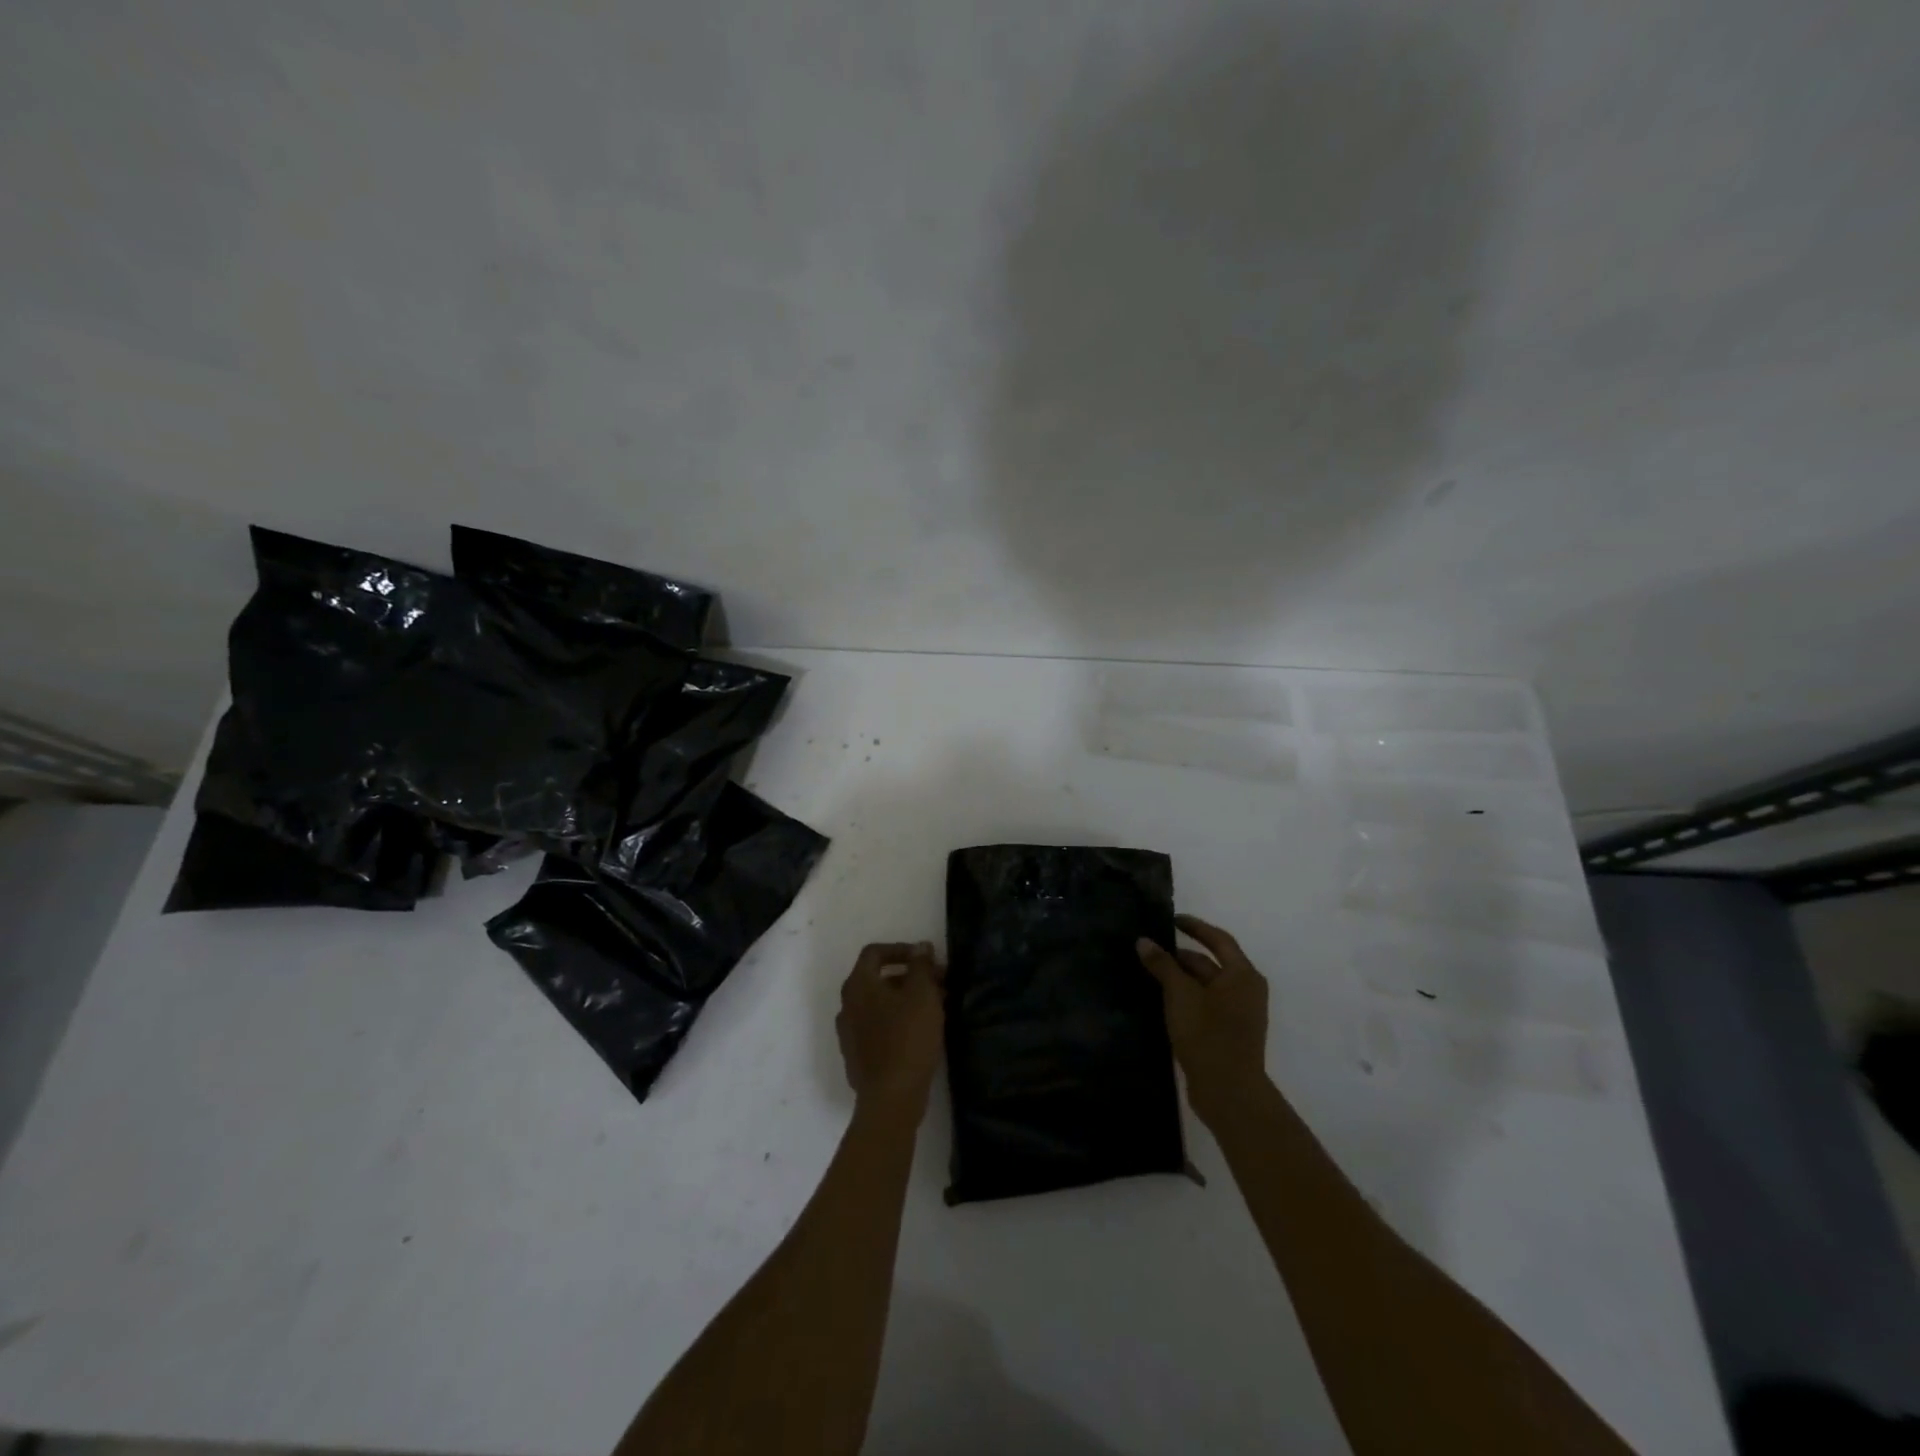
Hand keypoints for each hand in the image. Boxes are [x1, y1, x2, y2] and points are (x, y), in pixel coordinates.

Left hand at [837, 941, 944, 1116]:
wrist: (890, 1097)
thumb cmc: (908, 1037)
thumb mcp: (922, 994)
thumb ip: (921, 965)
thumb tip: (920, 947)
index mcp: (858, 985)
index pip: (874, 953)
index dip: (901, 949)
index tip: (926, 959)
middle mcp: (847, 1004)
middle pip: (878, 978)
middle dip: (910, 976)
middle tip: (939, 983)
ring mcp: (849, 1032)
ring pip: (880, 1004)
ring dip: (906, 999)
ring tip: (936, 1007)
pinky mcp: (857, 1055)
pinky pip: (878, 1026)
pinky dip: (898, 1020)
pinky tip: (920, 1032)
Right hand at [1138, 915, 1270, 1125]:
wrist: (1228, 1092)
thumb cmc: (1208, 1034)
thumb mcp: (1180, 994)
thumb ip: (1162, 965)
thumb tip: (1144, 941)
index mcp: (1242, 975)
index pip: (1218, 940)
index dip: (1195, 927)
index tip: (1171, 919)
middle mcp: (1245, 990)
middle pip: (1211, 963)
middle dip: (1180, 956)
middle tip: (1150, 950)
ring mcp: (1239, 1014)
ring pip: (1206, 986)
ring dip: (1180, 978)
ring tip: (1150, 973)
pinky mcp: (1228, 1033)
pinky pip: (1205, 1004)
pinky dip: (1185, 997)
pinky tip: (1161, 1000)